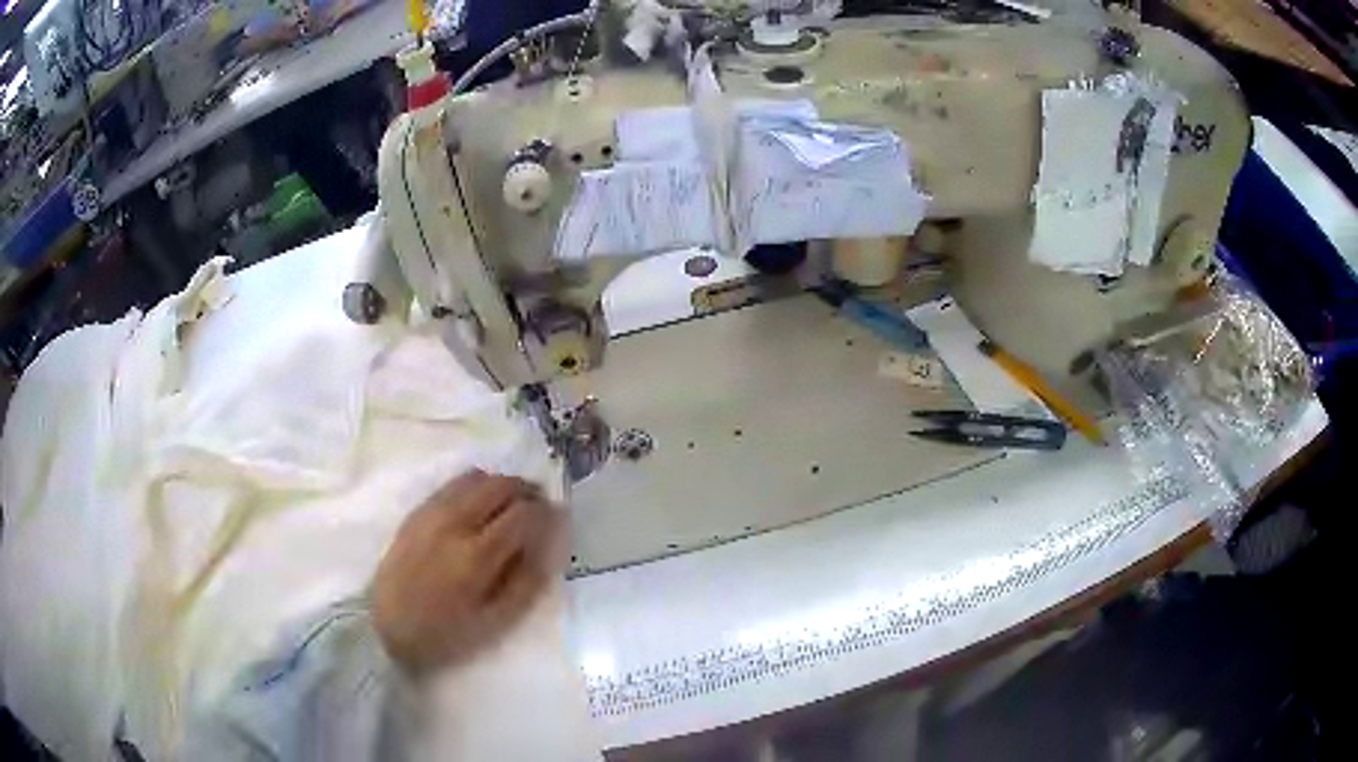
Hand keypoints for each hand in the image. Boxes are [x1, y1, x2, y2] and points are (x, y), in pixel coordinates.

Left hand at [372, 470, 562, 675]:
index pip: (523, 514)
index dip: (547, 513)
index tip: (557, 521)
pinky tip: (480, 506)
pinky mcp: (417, 511)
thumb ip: (526, 581)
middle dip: (527, 491)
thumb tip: (547, 545)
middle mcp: (455, 522)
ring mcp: (432, 512)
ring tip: (511, 505)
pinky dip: (476, 486)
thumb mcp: (495, 621)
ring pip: (477, 477)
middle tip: (539, 508)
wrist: (383, 626)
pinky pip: (454, 483)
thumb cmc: (445, 633)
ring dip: (502, 485)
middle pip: (501, 485)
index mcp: (477, 556)